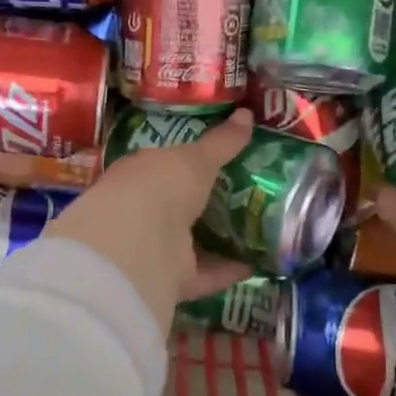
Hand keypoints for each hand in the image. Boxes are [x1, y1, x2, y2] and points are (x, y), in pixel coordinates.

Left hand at [48, 109, 254, 332]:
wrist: (137, 241)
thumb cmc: (160, 185)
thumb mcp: (195, 158)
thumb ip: (221, 142)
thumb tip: (247, 115)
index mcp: (141, 174)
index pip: (164, 166)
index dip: (188, 163)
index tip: (219, 161)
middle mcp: (143, 210)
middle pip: (178, 207)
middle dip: (206, 204)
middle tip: (247, 196)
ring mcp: (154, 247)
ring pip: (190, 243)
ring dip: (220, 240)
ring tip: (258, 231)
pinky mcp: (169, 280)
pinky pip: (204, 274)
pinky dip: (228, 271)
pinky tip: (257, 264)